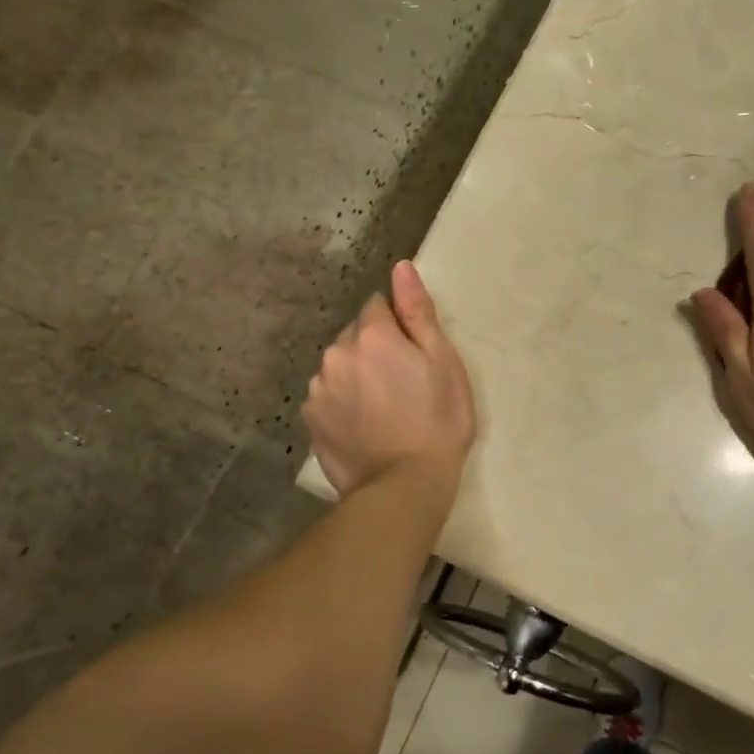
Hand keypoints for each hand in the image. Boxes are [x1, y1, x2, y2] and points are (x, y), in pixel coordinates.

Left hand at [304, 262, 476, 497]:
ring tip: (383, 409)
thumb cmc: (437, 420)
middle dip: (374, 349)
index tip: (414, 353)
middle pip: (355, 336)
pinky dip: (343, 403)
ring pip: (339, 367)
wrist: (404, 486)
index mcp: (371, 335)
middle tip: (403, 383)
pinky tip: (364, 426)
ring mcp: (318, 390)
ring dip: (356, 376)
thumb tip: (400, 267)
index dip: (399, 325)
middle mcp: (336, 354)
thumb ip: (417, 311)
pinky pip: (328, 397)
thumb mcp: (442, 361)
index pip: (378, 306)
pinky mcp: (311, 421)